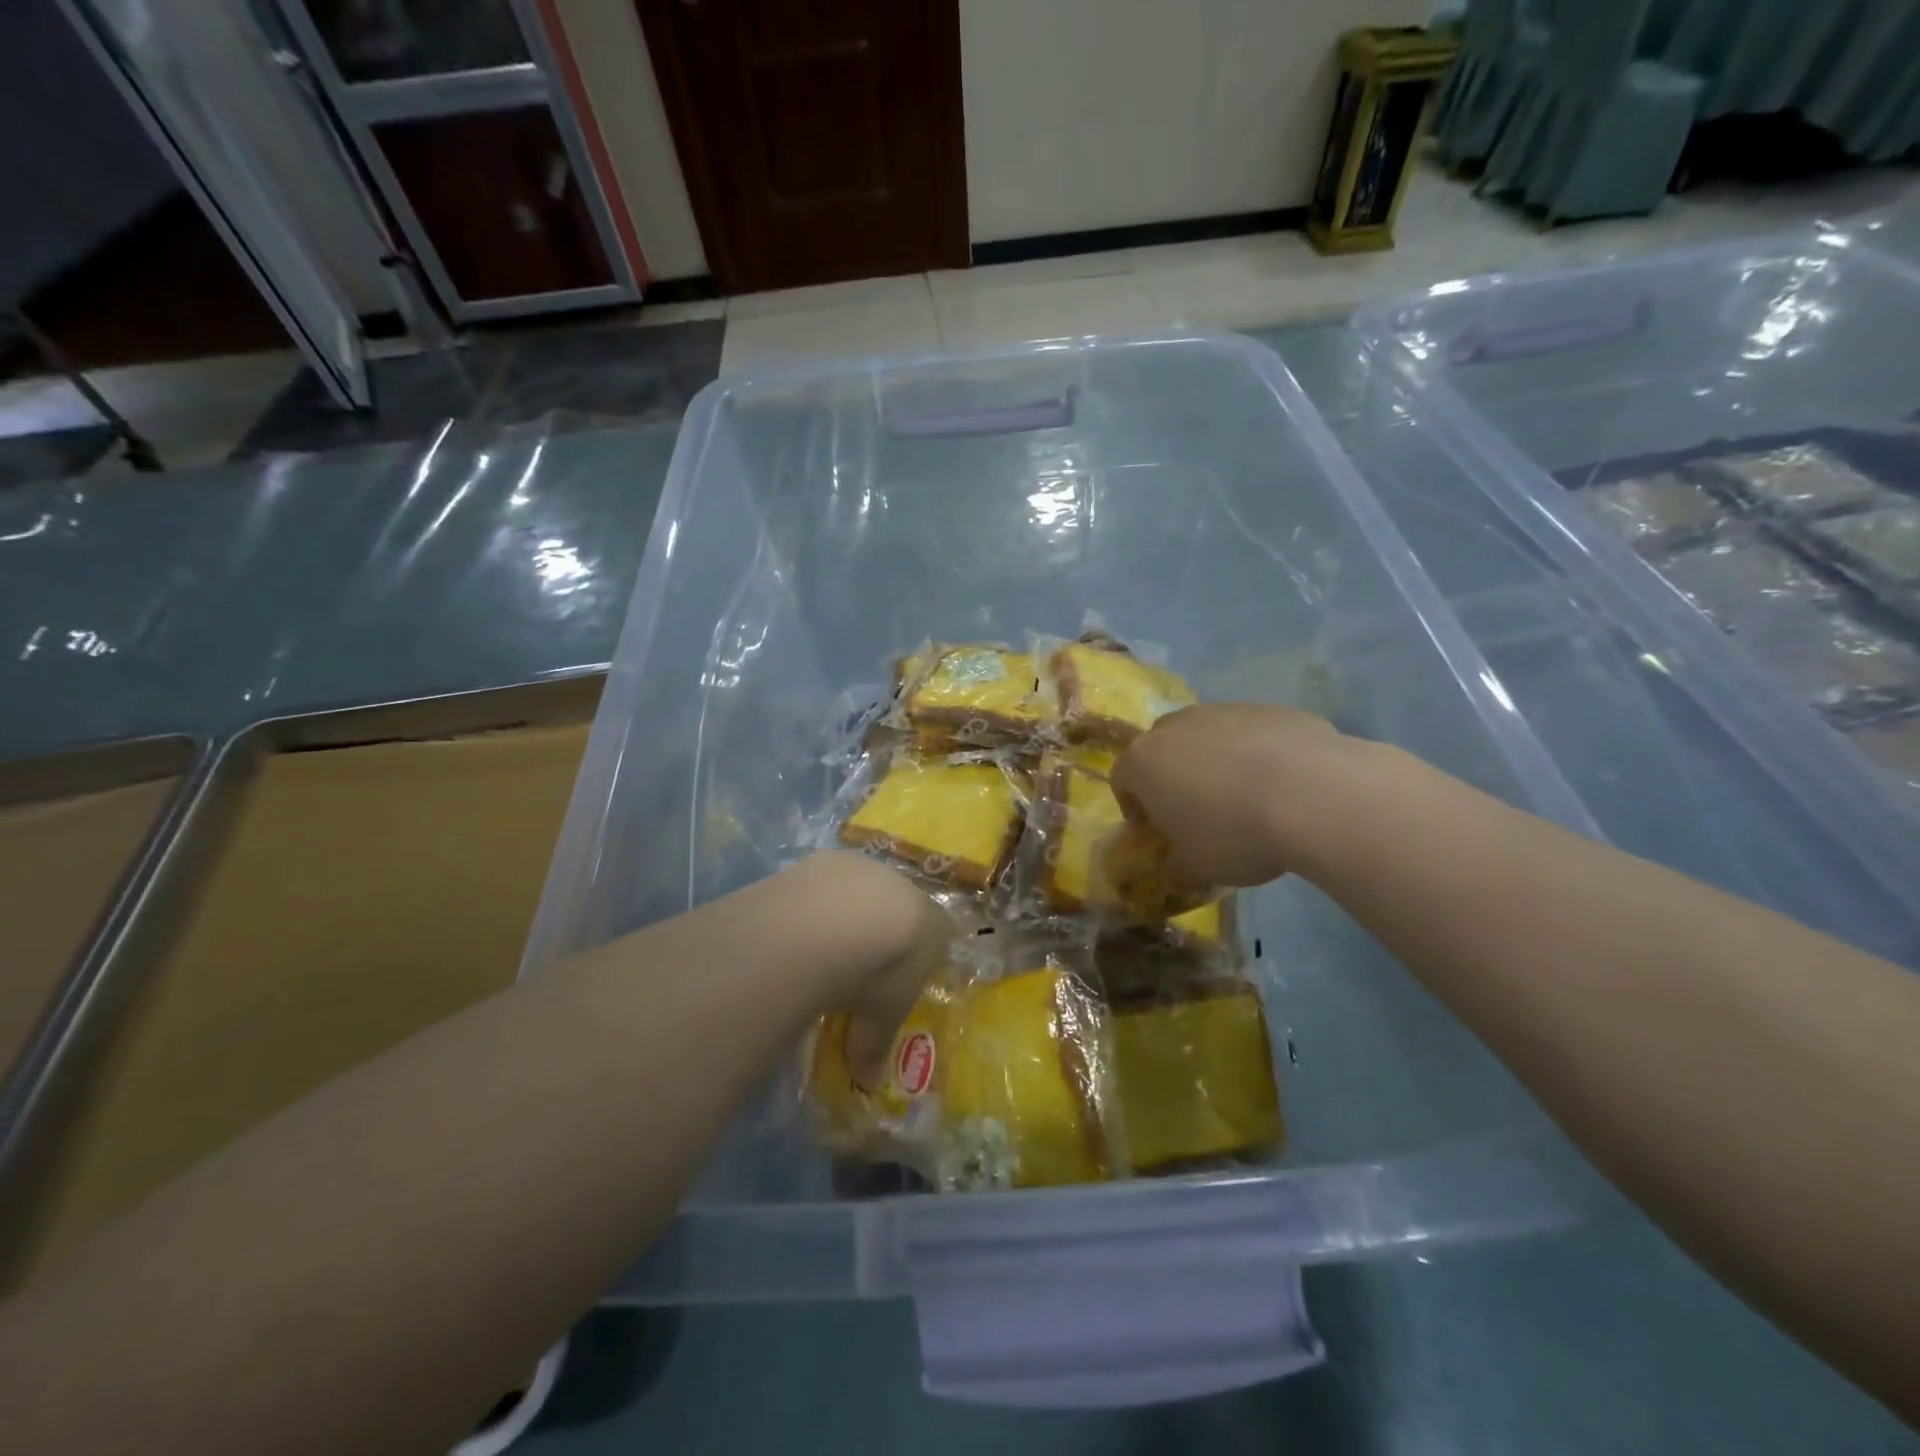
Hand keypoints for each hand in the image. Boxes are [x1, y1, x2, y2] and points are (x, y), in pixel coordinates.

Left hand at [782, 854, 952, 1085]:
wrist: (837, 919)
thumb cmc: (878, 972)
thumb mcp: (879, 1017)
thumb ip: (875, 1046)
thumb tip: (867, 1084)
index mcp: (933, 925)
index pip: (938, 935)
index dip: (918, 957)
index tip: (898, 979)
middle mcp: (906, 888)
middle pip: (899, 908)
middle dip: (881, 932)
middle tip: (857, 964)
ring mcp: (867, 868)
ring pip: (862, 892)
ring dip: (847, 913)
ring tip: (821, 945)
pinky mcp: (829, 858)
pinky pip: (826, 883)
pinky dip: (816, 902)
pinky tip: (797, 926)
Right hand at [1109, 703, 1349, 890]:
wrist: (1314, 795)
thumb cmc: (1234, 834)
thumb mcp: (1196, 868)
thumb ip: (1174, 868)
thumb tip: (1174, 870)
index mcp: (1145, 761)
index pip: (1121, 779)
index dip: (1135, 808)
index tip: (1157, 832)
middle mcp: (1176, 726)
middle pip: (1161, 749)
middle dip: (1172, 777)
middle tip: (1196, 812)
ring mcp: (1224, 711)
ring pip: (1207, 736)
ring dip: (1214, 762)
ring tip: (1245, 798)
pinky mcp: (1269, 709)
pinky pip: (1251, 733)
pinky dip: (1256, 753)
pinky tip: (1283, 785)